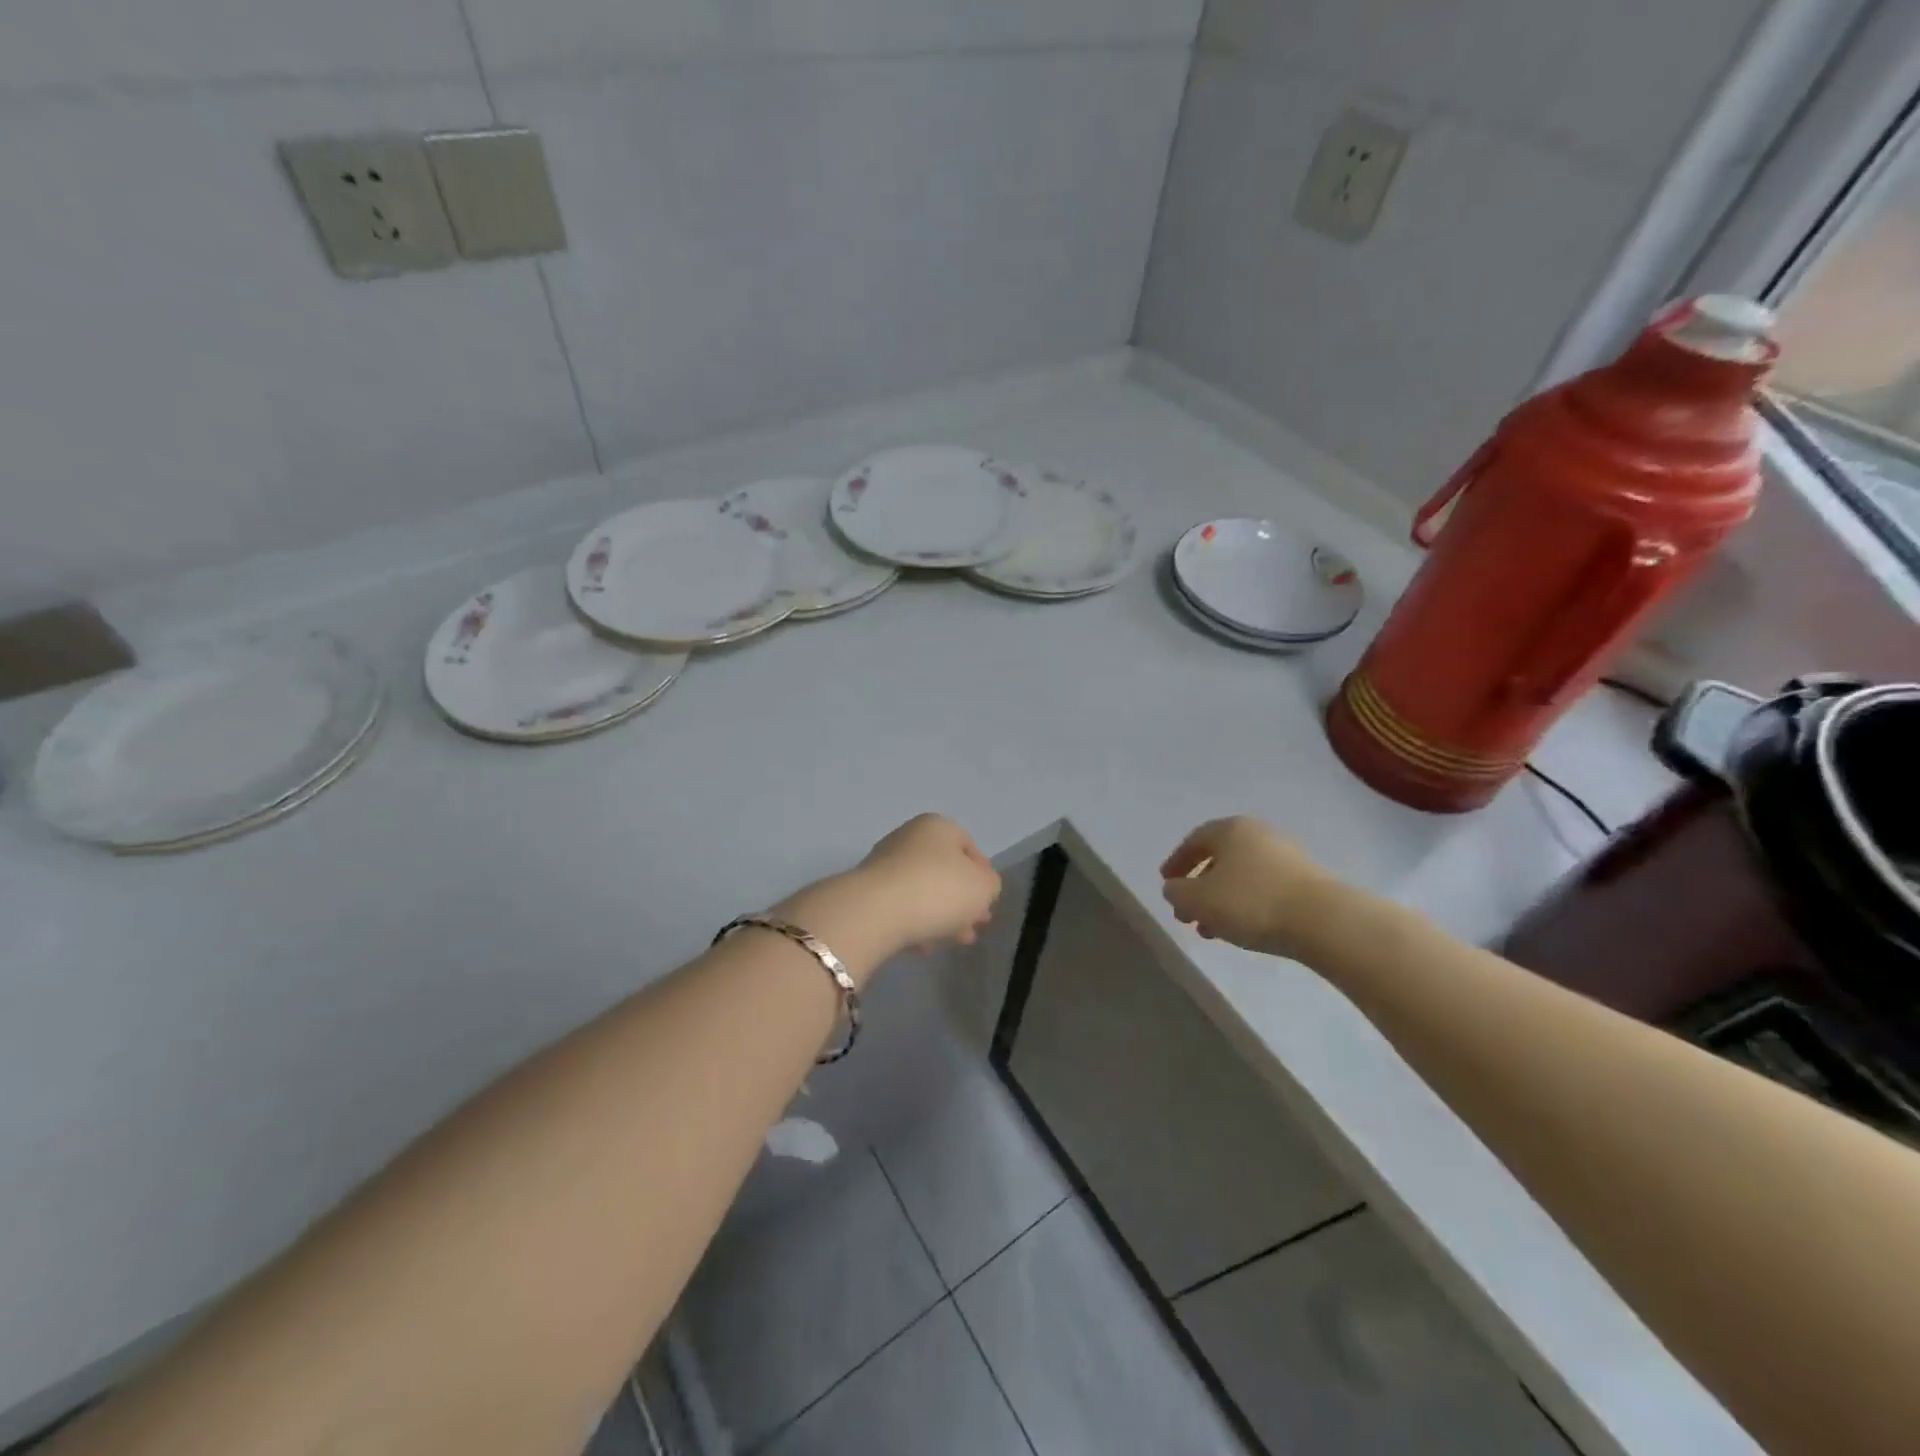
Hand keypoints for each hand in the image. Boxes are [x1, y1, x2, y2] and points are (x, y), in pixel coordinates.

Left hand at [856, 814, 1001, 952]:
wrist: (876, 911)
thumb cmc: (938, 889)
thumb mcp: (984, 887)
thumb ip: (990, 884)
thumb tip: (980, 887)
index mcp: (938, 826)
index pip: (969, 847)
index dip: (983, 876)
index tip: (988, 904)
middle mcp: (909, 837)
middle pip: (945, 871)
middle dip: (962, 901)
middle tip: (973, 928)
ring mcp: (885, 864)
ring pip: (923, 890)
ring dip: (941, 915)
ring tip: (951, 942)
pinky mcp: (868, 891)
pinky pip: (901, 906)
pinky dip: (915, 924)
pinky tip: (923, 946)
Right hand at [1160, 816, 1334, 956]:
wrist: (1323, 921)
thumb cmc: (1250, 902)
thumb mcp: (1198, 900)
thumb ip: (1177, 893)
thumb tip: (1175, 889)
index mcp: (1230, 829)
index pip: (1194, 840)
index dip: (1176, 862)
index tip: (1166, 883)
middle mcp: (1258, 835)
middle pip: (1219, 859)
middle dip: (1199, 888)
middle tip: (1186, 914)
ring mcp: (1286, 857)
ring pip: (1242, 877)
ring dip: (1221, 901)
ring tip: (1211, 930)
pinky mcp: (1306, 882)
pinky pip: (1264, 890)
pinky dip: (1246, 906)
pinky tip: (1241, 930)